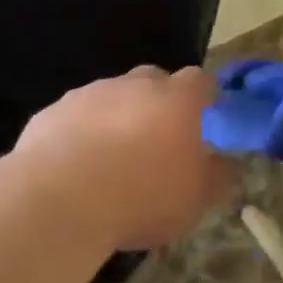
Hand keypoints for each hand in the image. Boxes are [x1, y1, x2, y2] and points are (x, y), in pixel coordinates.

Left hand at [16, 65, 235, 251]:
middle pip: (154, 80)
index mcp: (177, 99)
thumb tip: (229, 165)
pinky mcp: (52, 111)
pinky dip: (80, 133)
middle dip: (159, 102)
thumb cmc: (141, 197)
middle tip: (157, 140)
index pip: (201, 80)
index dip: (205, 95)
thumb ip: (218, 177)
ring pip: (112, 96)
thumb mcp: (195, 200)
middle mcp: (135, 85)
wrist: (59, 202)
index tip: (205, 115)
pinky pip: (75, 116)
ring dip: (117, 117)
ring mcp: (90, 93)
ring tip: (111, 159)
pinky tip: (75, 167)